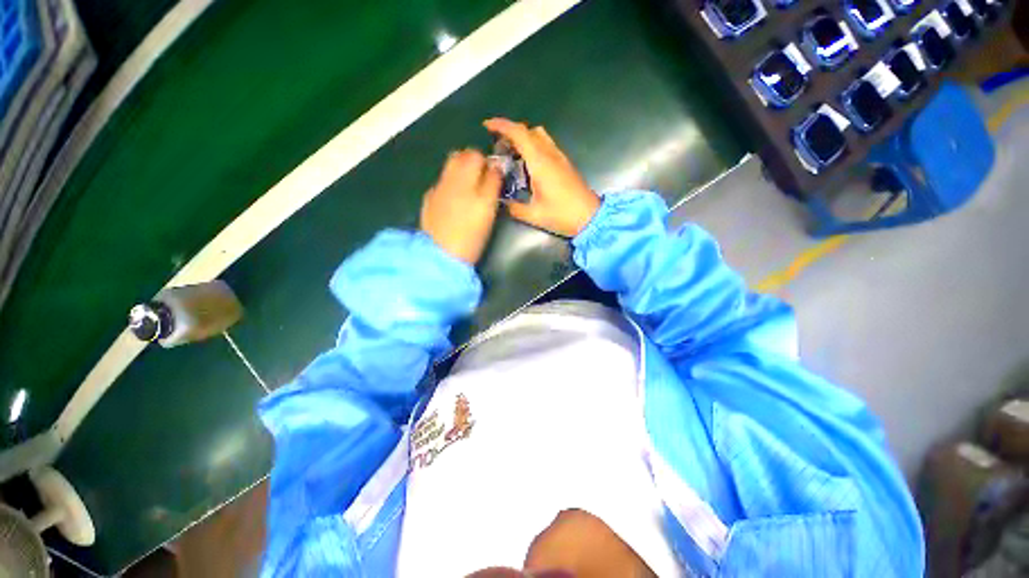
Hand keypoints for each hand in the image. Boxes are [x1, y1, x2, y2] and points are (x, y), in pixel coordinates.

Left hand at [421, 149, 502, 264]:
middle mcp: (449, 178)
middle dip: (473, 163)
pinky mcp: (429, 201)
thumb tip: (496, 167)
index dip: (488, 164)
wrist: (442, 255)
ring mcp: (437, 189)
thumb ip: (492, 184)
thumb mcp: (488, 210)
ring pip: (450, 168)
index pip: (477, 156)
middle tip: (484, 180)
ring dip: (462, 173)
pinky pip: (443, 183)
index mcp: (465, 178)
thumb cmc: (471, 235)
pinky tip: (455, 203)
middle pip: (460, 156)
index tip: (496, 176)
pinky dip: (451, 186)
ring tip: (471, 191)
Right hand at [484, 118, 599, 237]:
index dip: (502, 126)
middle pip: (528, 131)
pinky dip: (533, 146)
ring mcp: (560, 157)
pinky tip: (528, 164)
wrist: (590, 217)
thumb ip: (515, 208)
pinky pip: (547, 145)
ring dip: (524, 138)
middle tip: (498, 146)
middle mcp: (550, 154)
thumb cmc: (562, 215)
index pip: (519, 134)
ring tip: (512, 154)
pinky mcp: (565, 163)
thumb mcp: (534, 215)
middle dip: (510, 132)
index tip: (487, 126)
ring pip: (539, 135)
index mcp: (540, 163)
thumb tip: (502, 202)